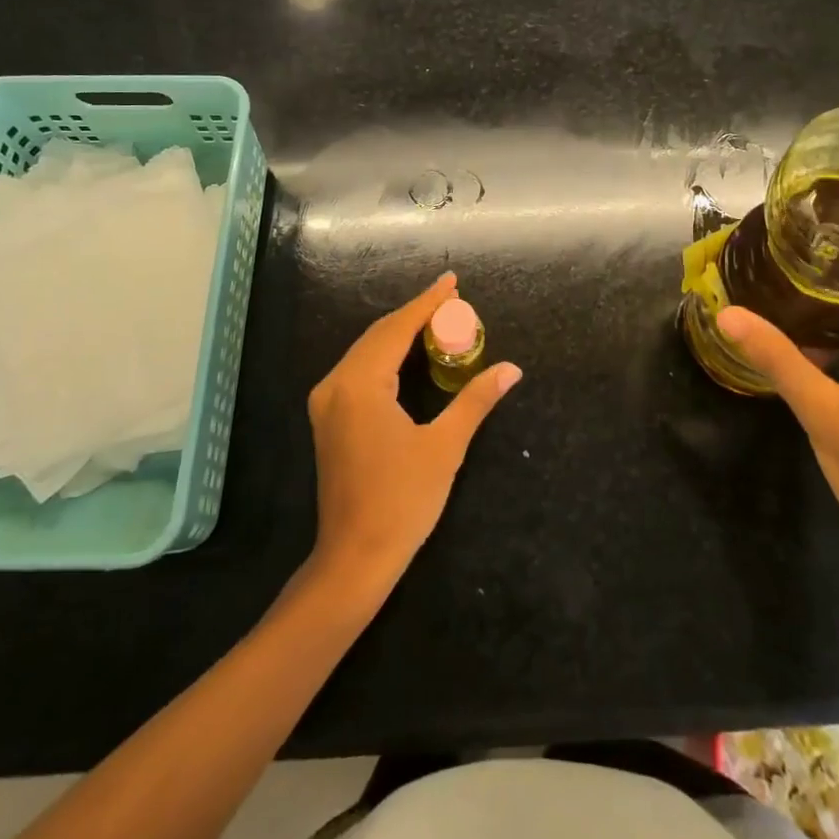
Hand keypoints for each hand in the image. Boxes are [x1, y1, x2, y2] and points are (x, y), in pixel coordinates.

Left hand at [307, 273, 522, 595]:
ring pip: (366, 351)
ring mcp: (326, 402)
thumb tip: (512, 369)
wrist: (354, 558)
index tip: (451, 281)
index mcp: (360, 384)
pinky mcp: (328, 418)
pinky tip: (408, 354)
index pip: (397, 329)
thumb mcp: (445, 447)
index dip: (427, 302)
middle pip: (378, 334)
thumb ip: (476, 401)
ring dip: (400, 333)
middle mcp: (336, 384)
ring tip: (436, 319)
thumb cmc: (402, 502)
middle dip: (415, 314)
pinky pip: (359, 370)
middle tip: (451, 300)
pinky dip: (385, 355)